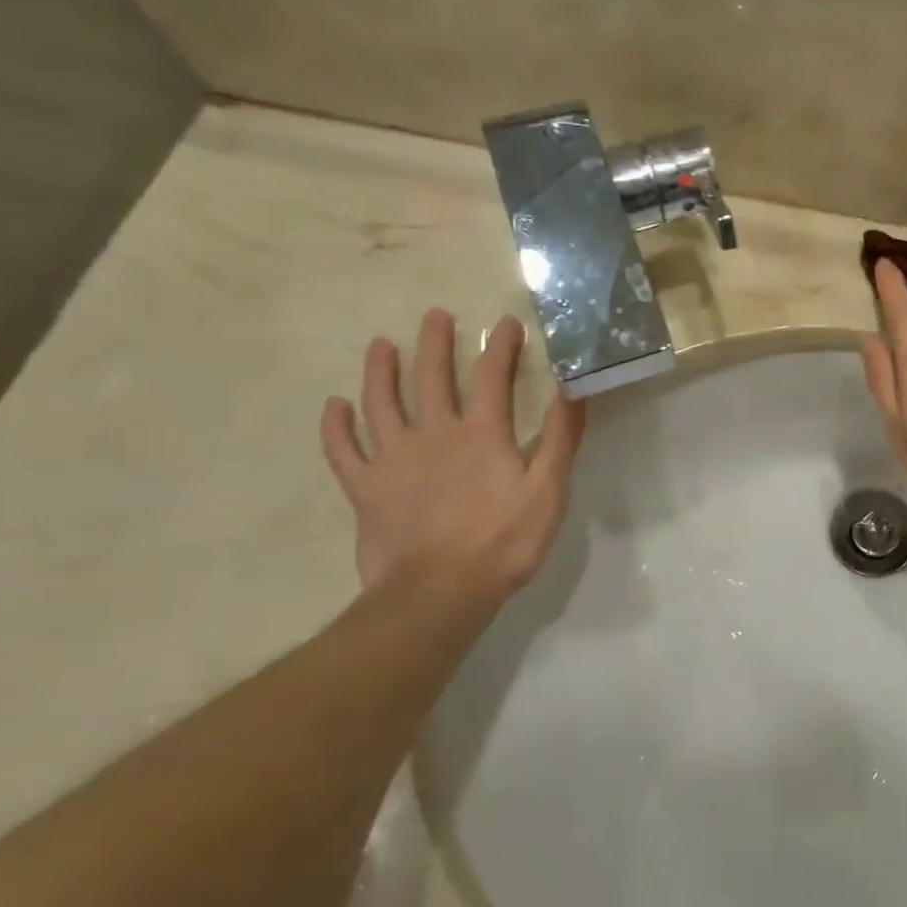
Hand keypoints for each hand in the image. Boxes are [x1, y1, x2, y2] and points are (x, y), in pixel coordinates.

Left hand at [320, 309, 584, 599]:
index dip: (501, 346)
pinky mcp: (365, 488)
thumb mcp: (549, 490)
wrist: (439, 592)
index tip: (505, 322)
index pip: (493, 376)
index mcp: (482, 434)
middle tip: (435, 315)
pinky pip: (343, 450)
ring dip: (380, 371)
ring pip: (381, 403)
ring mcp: (393, 459)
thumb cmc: (503, 541)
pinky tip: (334, 406)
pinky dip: (336, 427)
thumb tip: (573, 388)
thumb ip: (560, 438)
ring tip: (380, 345)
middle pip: (431, 377)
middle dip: (435, 343)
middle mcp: (434, 433)